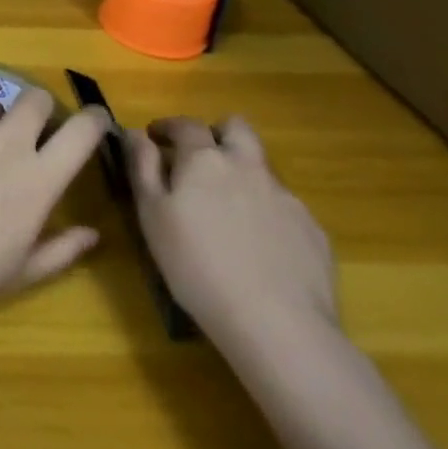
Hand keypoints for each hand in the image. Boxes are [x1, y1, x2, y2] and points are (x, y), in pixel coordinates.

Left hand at [0, 90, 105, 310]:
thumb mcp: (21, 272)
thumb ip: (62, 249)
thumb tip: (92, 233)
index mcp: (39, 179)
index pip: (82, 131)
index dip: (94, 119)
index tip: (93, 120)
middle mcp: (9, 142)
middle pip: (36, 98)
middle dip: (38, 109)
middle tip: (27, 131)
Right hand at [127, 117, 336, 355]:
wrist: (277, 324)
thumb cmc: (196, 265)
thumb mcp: (151, 215)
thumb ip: (142, 166)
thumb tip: (134, 132)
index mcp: (205, 160)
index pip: (186, 124)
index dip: (168, 127)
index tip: (155, 137)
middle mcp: (248, 167)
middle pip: (237, 129)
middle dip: (217, 134)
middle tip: (199, 159)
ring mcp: (285, 197)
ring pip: (261, 168)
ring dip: (241, 174)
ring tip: (226, 211)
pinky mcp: (313, 230)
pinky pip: (284, 207)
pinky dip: (265, 213)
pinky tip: (258, 248)